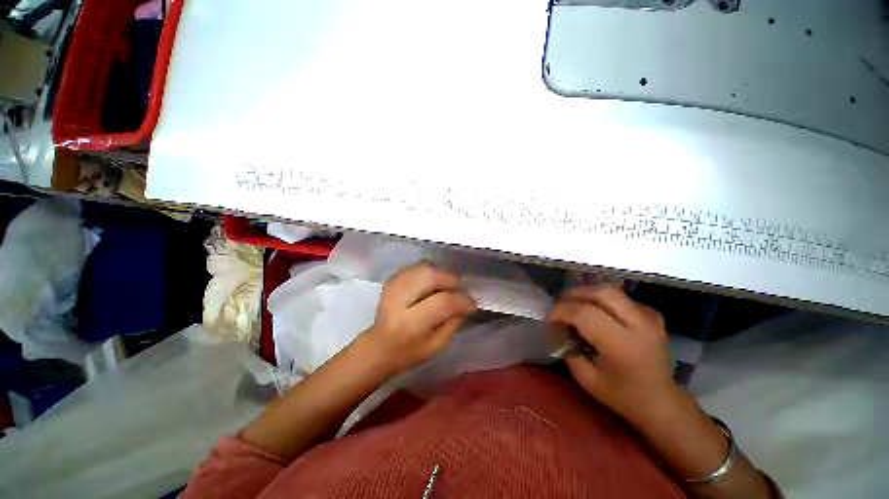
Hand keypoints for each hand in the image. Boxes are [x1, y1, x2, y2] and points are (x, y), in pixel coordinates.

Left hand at [363, 261, 476, 374]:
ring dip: (441, 274)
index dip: (461, 300)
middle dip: (451, 280)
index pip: (442, 302)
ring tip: (446, 287)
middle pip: (431, 276)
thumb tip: (466, 302)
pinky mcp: (393, 279)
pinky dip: (431, 271)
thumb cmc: (409, 352)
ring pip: (425, 267)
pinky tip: (433, 284)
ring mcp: (394, 285)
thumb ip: (454, 322)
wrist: (379, 345)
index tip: (471, 303)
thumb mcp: (437, 345)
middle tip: (459, 290)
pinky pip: (418, 267)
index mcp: (410, 323)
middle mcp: (399, 299)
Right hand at [548, 285, 679, 423]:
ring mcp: (649, 317)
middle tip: (560, 304)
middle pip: (601, 293)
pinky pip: (621, 298)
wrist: (660, 401)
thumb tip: (556, 327)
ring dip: (587, 293)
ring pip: (611, 291)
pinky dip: (603, 299)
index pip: (585, 313)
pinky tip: (597, 310)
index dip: (561, 310)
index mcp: (621, 345)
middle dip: (574, 294)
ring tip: (574, 303)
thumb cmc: (621, 394)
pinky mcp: (652, 315)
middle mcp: (638, 325)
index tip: (550, 318)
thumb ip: (567, 349)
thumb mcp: (585, 378)